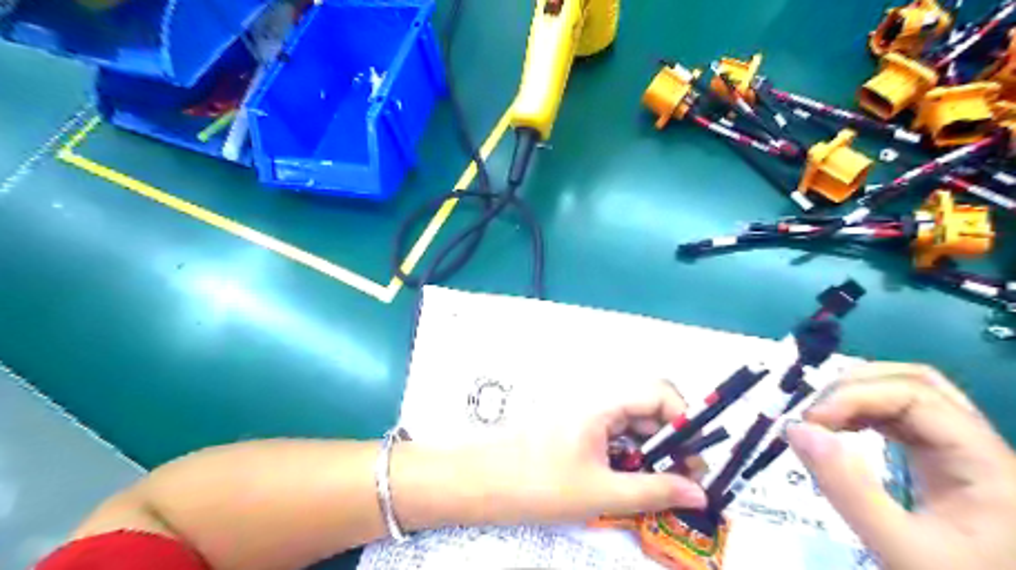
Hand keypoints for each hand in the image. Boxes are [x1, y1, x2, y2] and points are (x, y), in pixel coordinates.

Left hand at [460, 379, 707, 524]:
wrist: (483, 481)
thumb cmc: (540, 483)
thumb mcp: (602, 493)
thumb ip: (654, 491)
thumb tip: (699, 493)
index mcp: (605, 404)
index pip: (659, 392)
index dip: (685, 419)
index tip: (695, 457)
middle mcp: (598, 403)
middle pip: (649, 408)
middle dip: (673, 440)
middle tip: (686, 478)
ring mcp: (586, 417)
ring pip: (633, 425)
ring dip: (653, 451)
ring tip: (662, 485)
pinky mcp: (577, 432)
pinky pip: (615, 437)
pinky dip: (631, 456)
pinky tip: (632, 482)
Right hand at [790, 365, 1015, 568]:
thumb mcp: (900, 549)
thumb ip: (850, 491)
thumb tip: (797, 429)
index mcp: (985, 463)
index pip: (915, 395)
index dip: (856, 396)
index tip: (811, 422)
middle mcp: (979, 446)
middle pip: (915, 382)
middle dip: (855, 386)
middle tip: (813, 414)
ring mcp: (961, 451)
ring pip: (907, 394)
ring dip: (856, 396)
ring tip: (820, 419)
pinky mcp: (941, 462)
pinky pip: (901, 417)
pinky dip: (863, 413)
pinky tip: (839, 428)